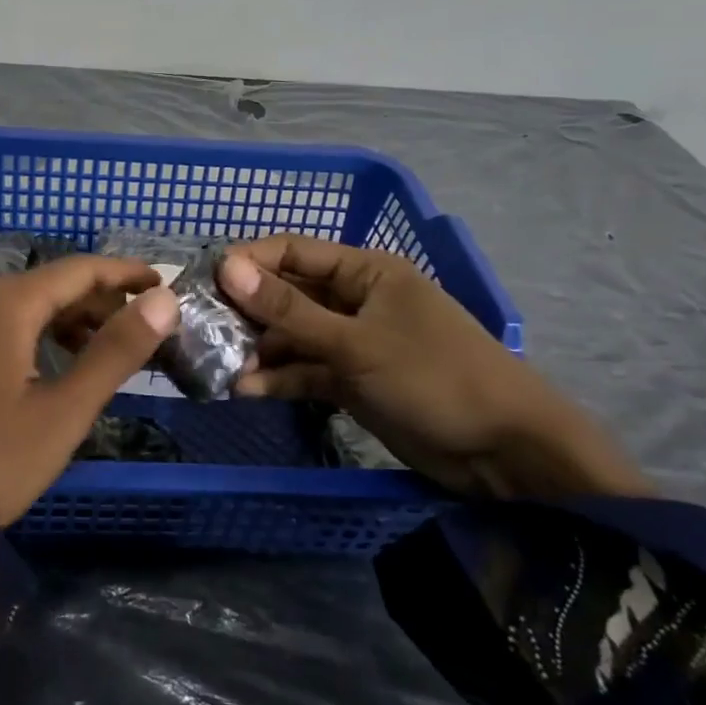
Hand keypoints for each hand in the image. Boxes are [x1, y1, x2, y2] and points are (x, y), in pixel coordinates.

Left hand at [0, 257, 179, 524]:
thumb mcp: (62, 412)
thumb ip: (116, 352)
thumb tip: (164, 301)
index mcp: (5, 303)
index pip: (80, 270)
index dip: (125, 274)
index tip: (162, 284)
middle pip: (49, 285)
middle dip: (98, 303)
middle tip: (139, 331)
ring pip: (20, 305)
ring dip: (65, 320)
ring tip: (101, 351)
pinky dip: (31, 333)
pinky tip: (48, 363)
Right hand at [217, 236, 650, 498]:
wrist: (504, 452)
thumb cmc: (433, 377)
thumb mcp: (356, 343)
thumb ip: (289, 310)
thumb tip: (227, 267)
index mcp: (364, 271)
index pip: (293, 252)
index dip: (248, 263)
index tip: (204, 283)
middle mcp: (355, 300)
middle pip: (288, 295)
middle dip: (247, 311)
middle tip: (201, 330)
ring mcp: (353, 342)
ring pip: (293, 336)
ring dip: (259, 350)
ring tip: (217, 366)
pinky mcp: (353, 381)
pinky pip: (307, 371)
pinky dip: (281, 378)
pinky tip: (247, 389)